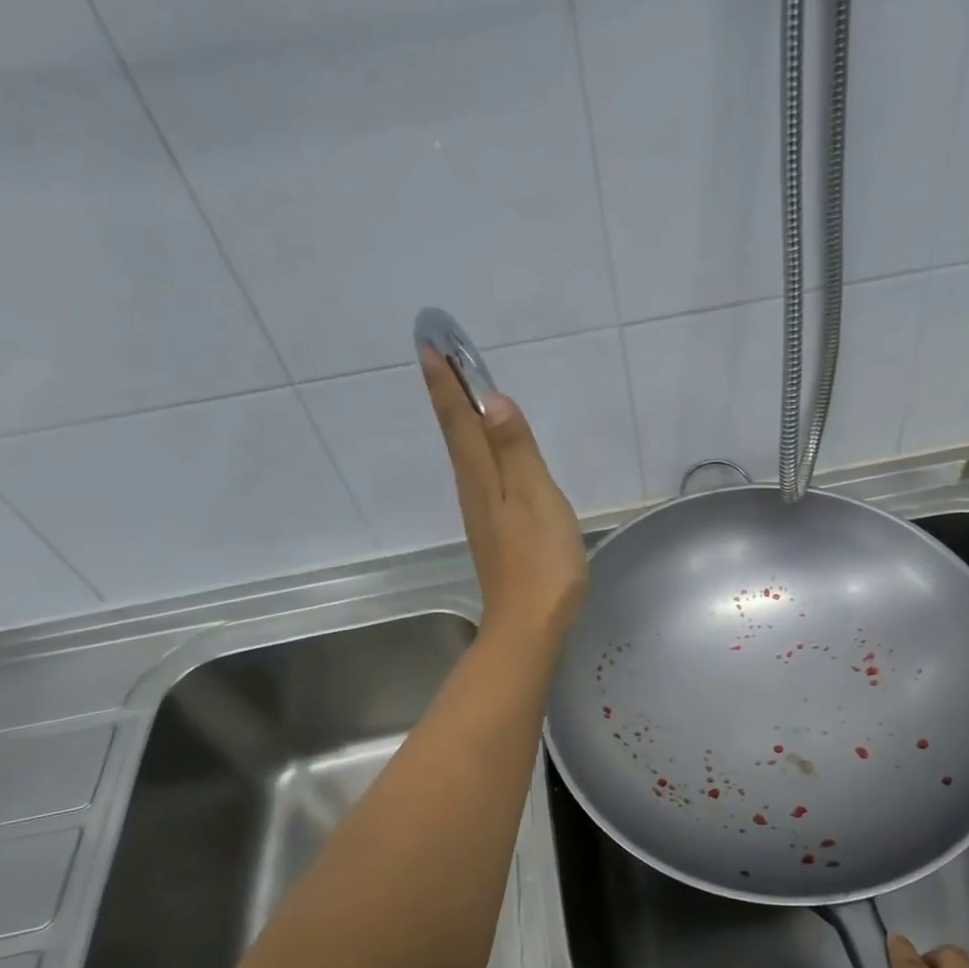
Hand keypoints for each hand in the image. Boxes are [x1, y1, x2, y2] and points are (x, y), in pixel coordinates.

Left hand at [422, 347, 587, 641]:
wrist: (529, 624)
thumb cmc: (541, 560)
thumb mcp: (535, 498)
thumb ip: (516, 450)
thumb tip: (490, 400)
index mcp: (483, 476)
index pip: (460, 419)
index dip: (445, 382)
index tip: (428, 343)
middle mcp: (475, 489)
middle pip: (456, 433)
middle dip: (446, 393)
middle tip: (436, 355)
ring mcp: (482, 513)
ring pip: (465, 454)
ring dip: (459, 419)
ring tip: (458, 390)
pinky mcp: (495, 531)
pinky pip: (480, 475)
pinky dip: (476, 449)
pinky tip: (486, 452)